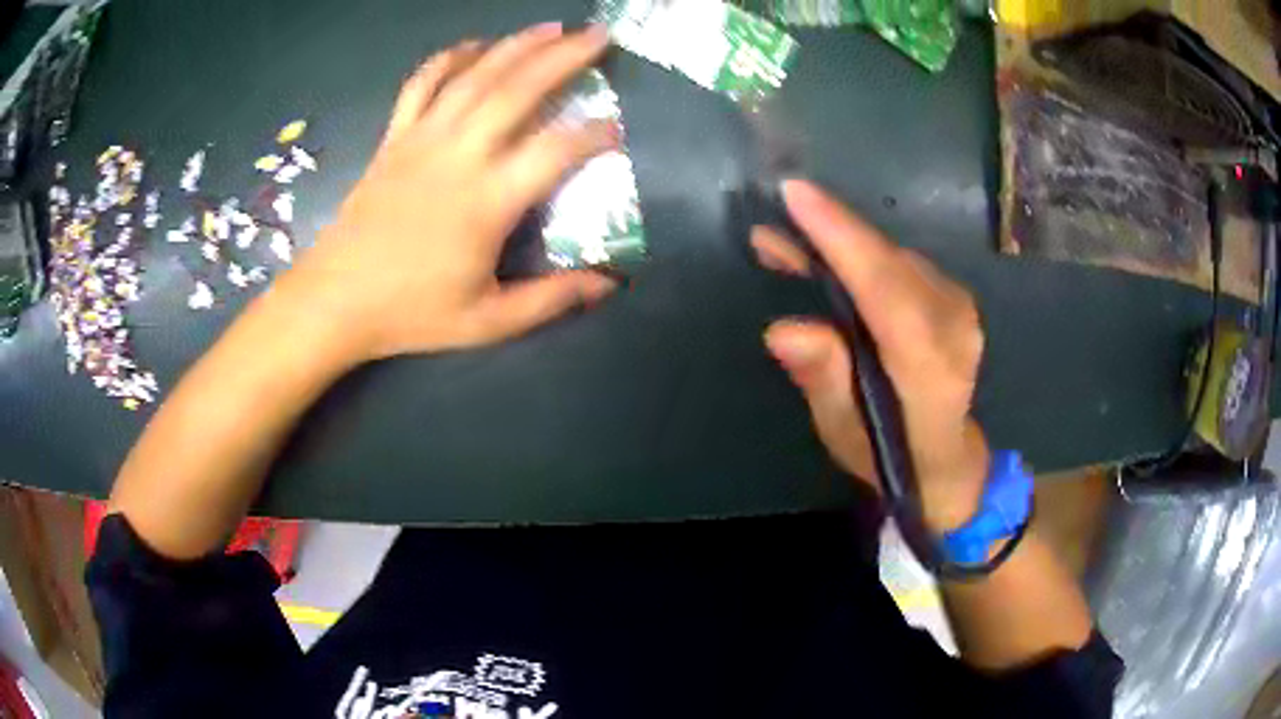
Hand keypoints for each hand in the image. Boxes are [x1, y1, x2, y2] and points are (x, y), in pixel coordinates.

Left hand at [283, 24, 619, 364]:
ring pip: (475, 77)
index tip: (618, 128)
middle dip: (564, 58)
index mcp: (487, 201)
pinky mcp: (395, 138)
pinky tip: (472, 45)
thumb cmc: (410, 313)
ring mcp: (422, 139)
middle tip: (598, 35)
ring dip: (516, 45)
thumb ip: (550, 299)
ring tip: (550, 26)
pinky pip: (421, 85)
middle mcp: (459, 155)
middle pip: (518, 90)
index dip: (594, 134)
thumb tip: (608, 284)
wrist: (334, 301)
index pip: (556, 150)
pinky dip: (448, 59)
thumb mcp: (487, 321)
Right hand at [753, 180, 989, 532]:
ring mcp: (960, 307)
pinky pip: (900, 262)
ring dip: (840, 242)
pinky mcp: (953, 295)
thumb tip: (783, 329)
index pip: (888, 292)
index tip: (795, 195)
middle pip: (888, 262)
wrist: (945, 456)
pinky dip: (860, 254)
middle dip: (829, 232)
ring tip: (785, 245)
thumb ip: (824, 379)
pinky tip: (827, 256)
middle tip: (772, 223)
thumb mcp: (842, 432)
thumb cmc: (887, 454)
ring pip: (892, 256)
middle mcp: (954, 328)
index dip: (842, 240)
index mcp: (930, 372)